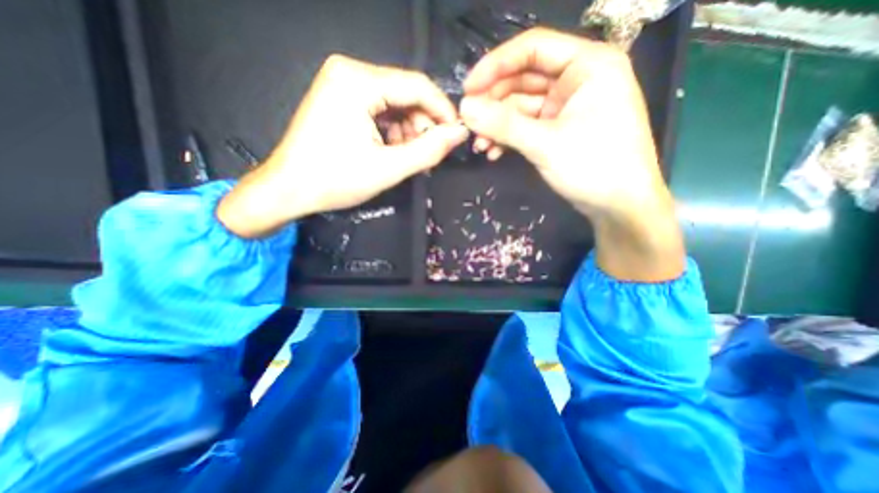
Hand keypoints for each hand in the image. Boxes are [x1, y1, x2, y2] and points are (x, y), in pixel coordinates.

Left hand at [216, 53, 469, 237]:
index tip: (456, 135)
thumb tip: (459, 134)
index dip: (442, 110)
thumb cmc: (335, 180)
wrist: (289, 189)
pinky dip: (392, 130)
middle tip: (427, 153)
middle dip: (422, 124)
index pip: (417, 85)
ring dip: (408, 130)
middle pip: (406, 93)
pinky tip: (391, 150)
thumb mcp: (389, 168)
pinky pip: (379, 109)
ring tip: (406, 156)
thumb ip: (429, 150)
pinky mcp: (341, 98)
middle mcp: (349, 72)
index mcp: (358, 81)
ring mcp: (342, 83)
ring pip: (394, 102)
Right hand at [463, 27, 681, 280]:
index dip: (495, 66)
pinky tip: (494, 152)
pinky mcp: (560, 129)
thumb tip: (465, 109)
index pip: (533, 49)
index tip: (467, 89)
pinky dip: (509, 137)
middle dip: (494, 102)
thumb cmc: (594, 167)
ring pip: (522, 106)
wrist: (620, 206)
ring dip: (498, 125)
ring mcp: (568, 106)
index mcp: (587, 65)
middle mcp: (578, 79)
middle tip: (469, 123)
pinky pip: (527, 125)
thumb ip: (503, 125)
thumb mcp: (545, 144)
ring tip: (479, 145)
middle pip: (524, 79)